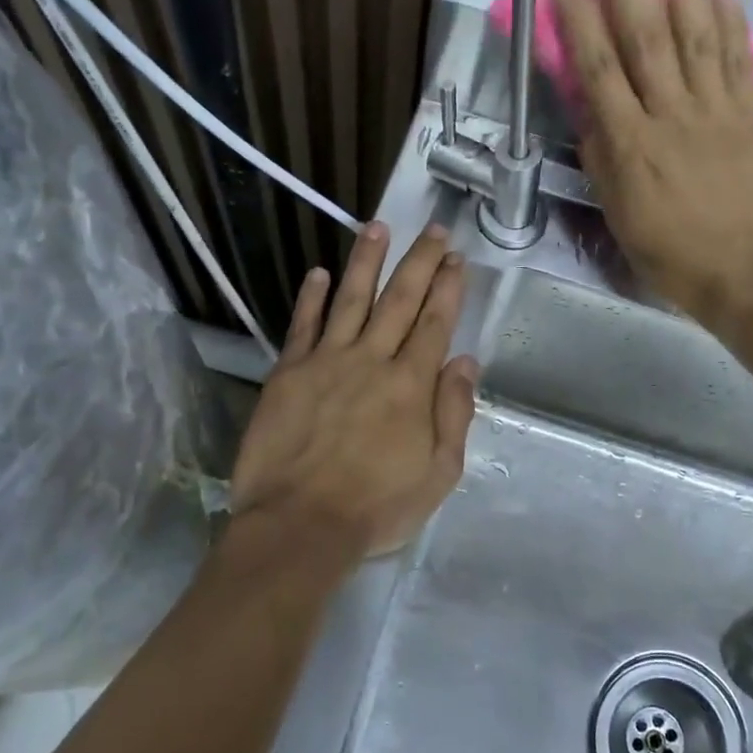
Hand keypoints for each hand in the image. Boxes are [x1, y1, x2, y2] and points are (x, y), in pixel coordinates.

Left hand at [231, 223, 478, 558]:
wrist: (299, 525)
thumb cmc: (376, 507)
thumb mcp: (438, 473)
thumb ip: (454, 413)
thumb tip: (464, 362)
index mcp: (411, 385)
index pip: (434, 324)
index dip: (448, 288)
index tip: (456, 259)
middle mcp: (371, 360)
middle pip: (399, 300)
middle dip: (420, 262)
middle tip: (433, 230)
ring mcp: (326, 362)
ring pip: (350, 300)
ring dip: (366, 262)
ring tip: (378, 227)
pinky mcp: (287, 373)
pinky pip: (302, 326)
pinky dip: (311, 298)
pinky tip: (318, 273)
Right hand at [550, 0, 752, 333]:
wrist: (750, 275)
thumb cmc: (672, 254)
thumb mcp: (619, 215)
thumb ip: (602, 158)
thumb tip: (588, 109)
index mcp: (631, 145)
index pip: (600, 68)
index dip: (580, 16)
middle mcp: (672, 114)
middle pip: (646, 34)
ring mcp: (720, 108)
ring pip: (697, 31)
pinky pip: (738, 53)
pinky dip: (727, 12)